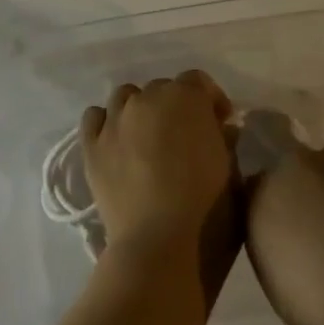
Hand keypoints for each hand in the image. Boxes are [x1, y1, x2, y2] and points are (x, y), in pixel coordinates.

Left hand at [80, 73, 238, 288]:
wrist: (158, 242)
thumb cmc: (207, 207)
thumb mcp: (232, 171)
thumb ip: (226, 141)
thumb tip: (221, 130)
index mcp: (186, 99)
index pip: (198, 82)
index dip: (211, 100)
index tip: (220, 123)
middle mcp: (147, 99)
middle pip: (162, 89)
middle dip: (176, 107)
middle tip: (185, 138)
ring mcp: (115, 120)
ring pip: (126, 98)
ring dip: (140, 110)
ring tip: (148, 138)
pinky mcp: (91, 145)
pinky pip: (95, 117)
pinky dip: (107, 123)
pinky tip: (117, 142)